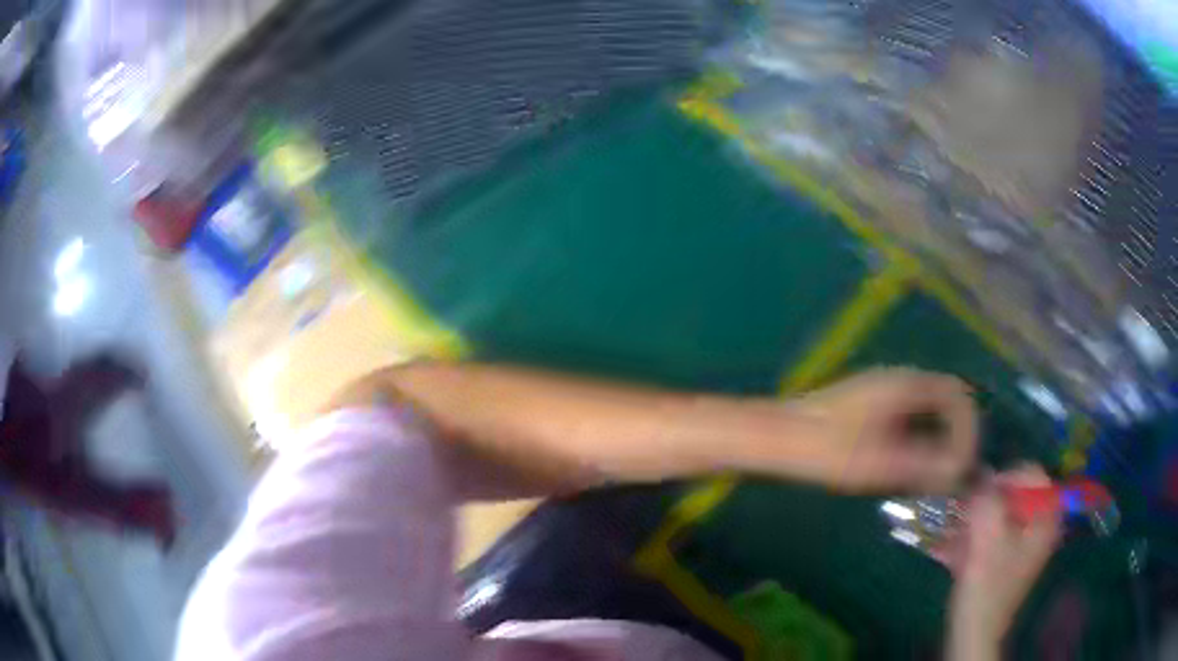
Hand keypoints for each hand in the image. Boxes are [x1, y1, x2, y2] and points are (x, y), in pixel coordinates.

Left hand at [792, 368, 977, 492]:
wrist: (778, 438)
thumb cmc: (828, 449)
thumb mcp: (881, 462)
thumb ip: (924, 465)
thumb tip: (960, 472)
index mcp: (906, 385)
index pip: (957, 395)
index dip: (968, 429)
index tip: (965, 463)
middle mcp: (899, 380)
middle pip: (945, 402)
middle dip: (955, 436)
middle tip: (954, 473)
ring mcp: (883, 392)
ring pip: (926, 413)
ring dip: (937, 440)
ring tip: (936, 477)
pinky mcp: (869, 407)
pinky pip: (908, 420)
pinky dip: (919, 441)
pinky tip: (910, 470)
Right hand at [946, 467, 1061, 658]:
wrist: (976, 634)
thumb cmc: (987, 585)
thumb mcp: (987, 537)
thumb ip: (987, 499)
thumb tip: (981, 473)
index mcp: (1046, 517)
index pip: (1032, 473)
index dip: (1005, 477)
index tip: (978, 493)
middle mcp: (1042, 525)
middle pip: (1016, 495)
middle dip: (987, 503)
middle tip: (963, 515)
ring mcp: (1027, 545)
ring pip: (1003, 516)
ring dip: (977, 521)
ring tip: (953, 534)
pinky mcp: (1010, 560)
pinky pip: (996, 536)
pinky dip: (977, 538)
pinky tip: (954, 550)